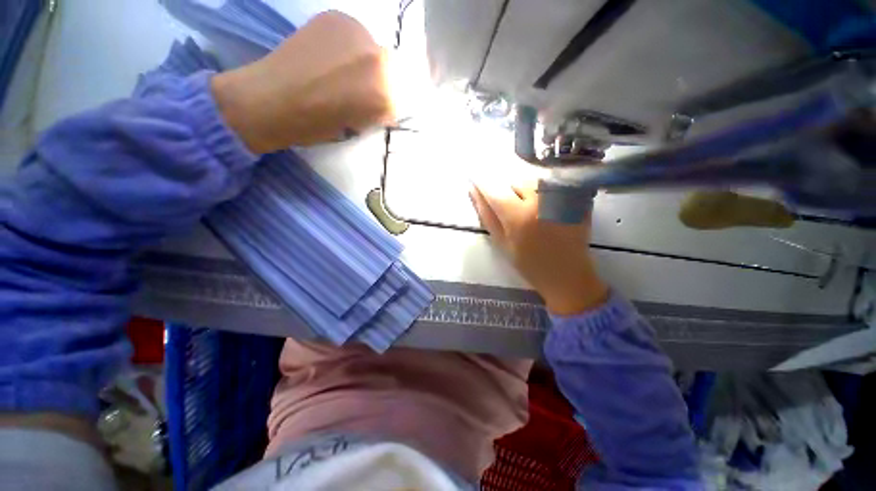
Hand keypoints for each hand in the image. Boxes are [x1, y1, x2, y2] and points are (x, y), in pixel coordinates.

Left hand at [211, 11, 393, 152]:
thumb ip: (377, 110)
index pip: (399, 99)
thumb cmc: (316, 126)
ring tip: (340, 72)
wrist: (270, 101)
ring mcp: (358, 34)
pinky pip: (354, 33)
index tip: (375, 110)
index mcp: (385, 95)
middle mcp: (378, 59)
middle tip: (359, 90)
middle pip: (391, 70)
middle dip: (379, 81)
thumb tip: (382, 99)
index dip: (386, 104)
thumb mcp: (358, 127)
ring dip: (364, 60)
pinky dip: (348, 44)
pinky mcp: (337, 17)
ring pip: (373, 49)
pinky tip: (330, 55)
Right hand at [469, 183, 608, 314]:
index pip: (494, 189)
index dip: (482, 182)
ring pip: (533, 179)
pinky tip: (546, 209)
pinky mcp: (575, 197)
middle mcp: (539, 200)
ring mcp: (560, 197)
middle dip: (508, 189)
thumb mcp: (501, 242)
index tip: (475, 177)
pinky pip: (551, 184)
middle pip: (515, 180)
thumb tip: (473, 190)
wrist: (567, 274)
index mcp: (518, 216)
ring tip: (530, 209)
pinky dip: (543, 191)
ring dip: (525, 189)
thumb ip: (486, 215)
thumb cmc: (529, 263)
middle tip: (512, 208)